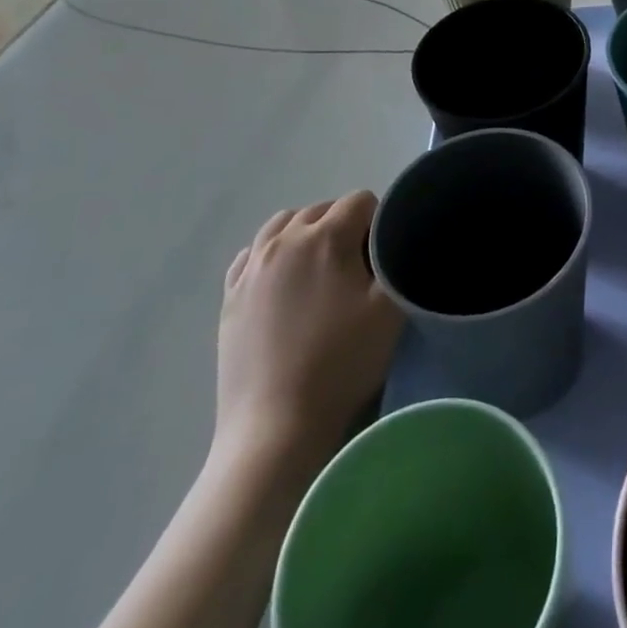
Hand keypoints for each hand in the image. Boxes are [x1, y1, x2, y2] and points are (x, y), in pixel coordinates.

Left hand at [213, 192, 403, 476]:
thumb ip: (397, 259)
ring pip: (283, 224)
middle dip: (345, 226)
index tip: (383, 258)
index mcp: (326, 236)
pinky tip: (284, 283)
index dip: (379, 223)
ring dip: (307, 235)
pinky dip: (272, 255)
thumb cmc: (341, 362)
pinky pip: (253, 253)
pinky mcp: (229, 296)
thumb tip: (395, 240)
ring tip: (321, 272)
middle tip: (358, 269)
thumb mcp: (391, 307)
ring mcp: (251, 267)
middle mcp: (284, 240)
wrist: (276, 426)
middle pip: (322, 209)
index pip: (362, 201)